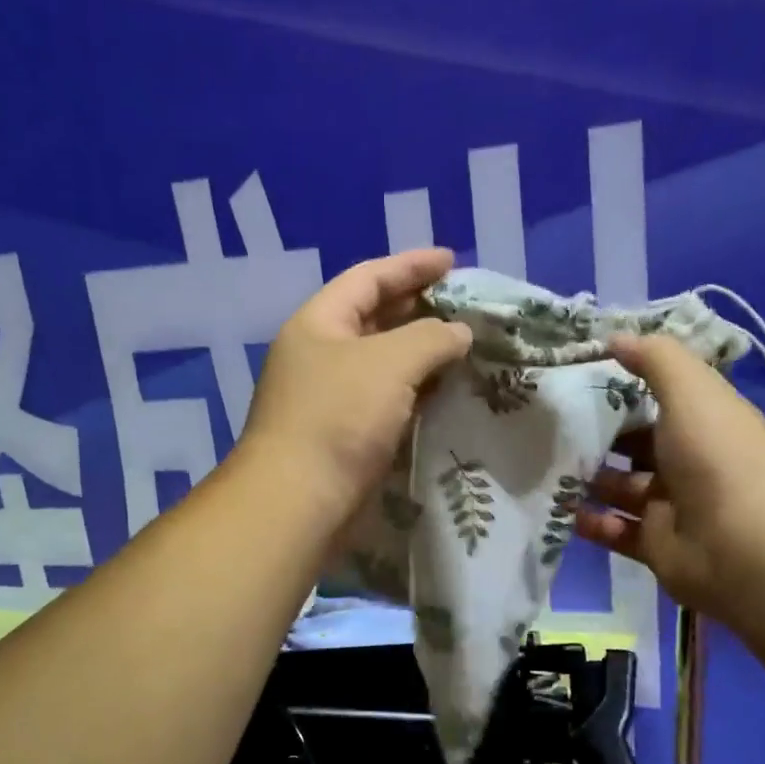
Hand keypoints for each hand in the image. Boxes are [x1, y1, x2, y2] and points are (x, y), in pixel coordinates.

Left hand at [241, 248, 473, 525]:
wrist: (299, 502)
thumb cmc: (339, 418)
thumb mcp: (389, 362)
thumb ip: (430, 337)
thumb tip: (459, 333)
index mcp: (318, 323)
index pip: (368, 278)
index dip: (411, 265)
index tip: (453, 261)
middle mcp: (320, 355)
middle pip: (375, 318)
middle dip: (419, 309)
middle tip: (465, 307)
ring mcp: (330, 397)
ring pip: (384, 363)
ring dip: (422, 354)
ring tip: (465, 347)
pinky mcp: (344, 435)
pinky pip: (387, 399)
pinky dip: (416, 391)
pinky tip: (446, 393)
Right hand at [576, 335, 764, 612]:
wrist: (745, 547)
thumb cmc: (717, 457)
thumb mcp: (690, 390)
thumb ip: (654, 358)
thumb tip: (614, 337)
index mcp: (703, 422)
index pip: (660, 399)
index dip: (623, 388)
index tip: (578, 377)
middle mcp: (689, 462)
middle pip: (635, 445)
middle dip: (597, 437)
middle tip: (551, 427)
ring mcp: (672, 506)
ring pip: (621, 489)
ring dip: (588, 481)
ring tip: (546, 468)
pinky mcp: (657, 545)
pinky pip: (616, 530)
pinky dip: (591, 523)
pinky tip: (563, 511)